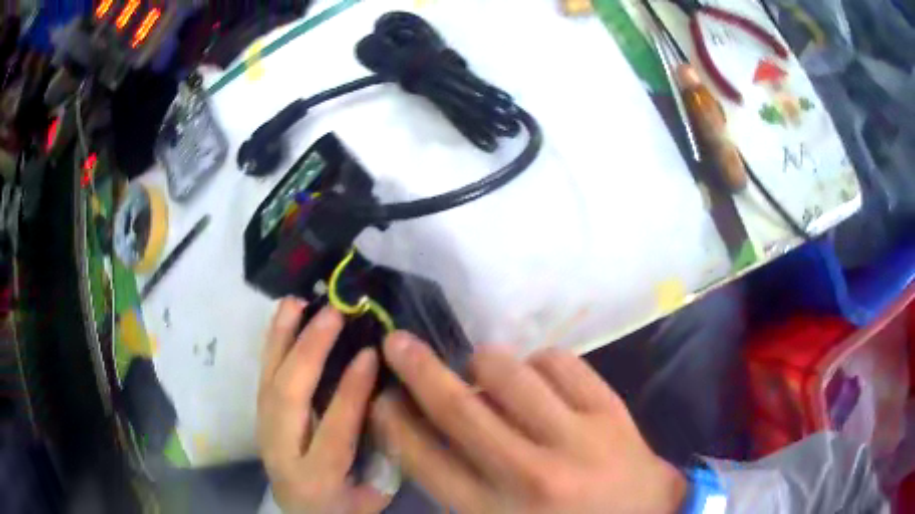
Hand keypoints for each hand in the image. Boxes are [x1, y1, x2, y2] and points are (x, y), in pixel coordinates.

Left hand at [257, 299, 390, 513]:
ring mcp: (264, 431)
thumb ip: (381, 456)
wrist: (299, 513)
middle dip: (309, 351)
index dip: (350, 392)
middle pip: (288, 397)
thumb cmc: (340, 508)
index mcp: (316, 478)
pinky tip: (283, 318)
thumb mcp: (369, 496)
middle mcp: (282, 450)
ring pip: (269, 379)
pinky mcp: (259, 416)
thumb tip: (388, 402)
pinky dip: (272, 343)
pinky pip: (264, 374)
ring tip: (297, 302)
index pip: (332, 430)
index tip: (369, 353)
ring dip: (282, 337)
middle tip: (333, 313)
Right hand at [370, 333, 687, 513]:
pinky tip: (540, 379)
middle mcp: (530, 474)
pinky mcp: (610, 410)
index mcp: (495, 512)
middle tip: (397, 342)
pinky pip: (560, 362)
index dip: (393, 420)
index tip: (381, 396)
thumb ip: (460, 488)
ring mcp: (576, 438)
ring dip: (485, 364)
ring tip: (485, 372)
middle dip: (417, 369)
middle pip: (458, 408)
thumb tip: (426, 432)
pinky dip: (539, 362)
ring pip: (509, 373)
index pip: (425, 459)